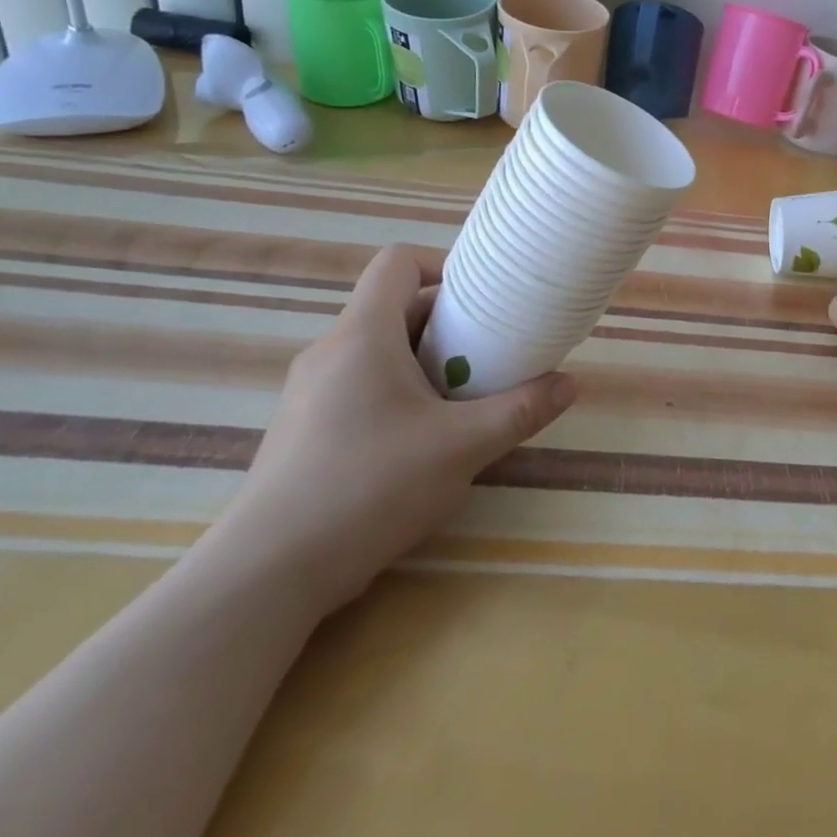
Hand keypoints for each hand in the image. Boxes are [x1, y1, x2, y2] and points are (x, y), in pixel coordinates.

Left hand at [220, 245, 576, 612]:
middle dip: (447, 324)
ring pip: (378, 351)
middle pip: (394, 307)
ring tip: (461, 401)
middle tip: (487, 356)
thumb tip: (569, 383)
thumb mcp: (461, 448)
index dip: (443, 266)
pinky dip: (396, 393)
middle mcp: (331, 350)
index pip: (398, 262)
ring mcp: (310, 391)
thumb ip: (520, 411)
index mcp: (363, 334)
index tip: (481, 299)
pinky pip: (358, 385)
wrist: (266, 574)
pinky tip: (418, 443)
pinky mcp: (303, 429)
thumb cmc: (369, 488)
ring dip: (424, 362)